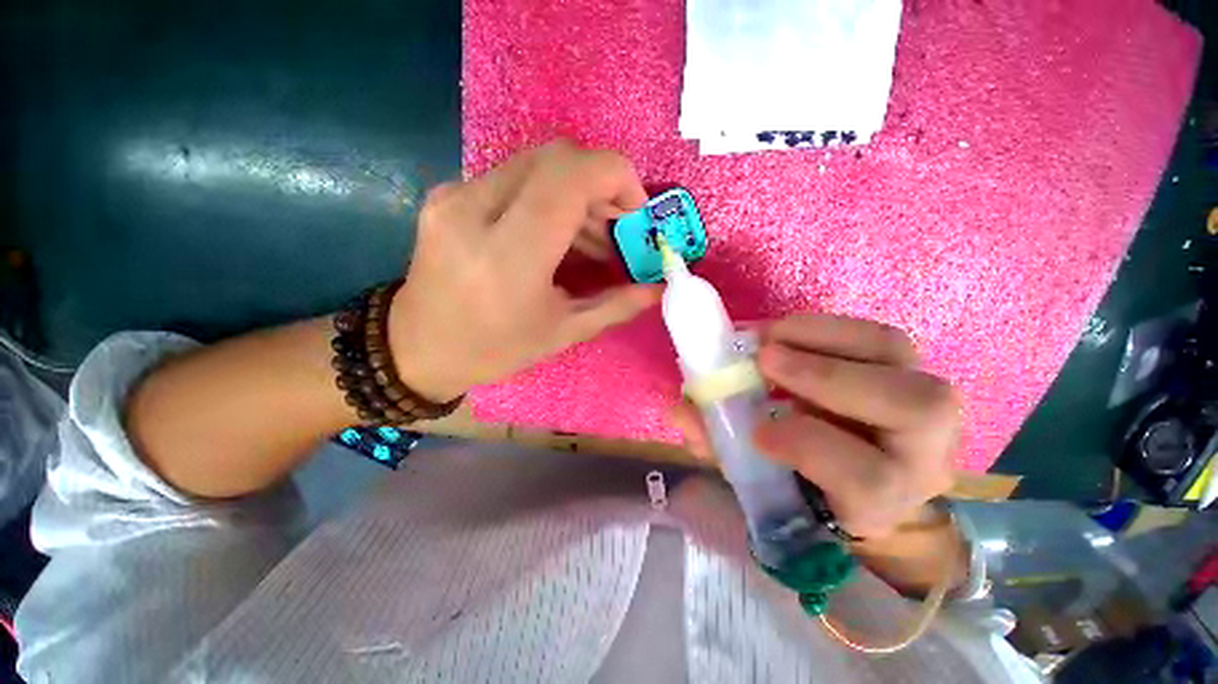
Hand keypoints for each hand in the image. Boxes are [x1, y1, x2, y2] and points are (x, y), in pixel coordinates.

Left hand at [388, 140, 661, 401]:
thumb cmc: (493, 350)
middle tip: (619, 227)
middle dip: (601, 185)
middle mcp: (475, 211)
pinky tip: (558, 233)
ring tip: (595, 238)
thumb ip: (616, 305)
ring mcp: (455, 196)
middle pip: (557, 158)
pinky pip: (514, 177)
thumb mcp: (562, 333)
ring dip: (577, 192)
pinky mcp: (448, 194)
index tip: (637, 212)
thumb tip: (657, 287)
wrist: (416, 348)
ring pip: (537, 163)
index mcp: (508, 256)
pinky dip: (549, 196)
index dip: (616, 178)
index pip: (570, 177)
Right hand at [673, 314, 960, 540]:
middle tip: (762, 358)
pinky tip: (784, 332)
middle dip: (826, 376)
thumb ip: (720, 445)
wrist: (857, 472)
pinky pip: (876, 334)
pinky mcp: (906, 367)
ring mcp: (925, 402)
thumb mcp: (761, 475)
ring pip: (896, 354)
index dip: (808, 444)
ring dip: (821, 337)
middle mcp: (923, 452)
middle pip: (914, 408)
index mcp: (882, 500)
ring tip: (768, 337)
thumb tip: (680, 410)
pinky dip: (824, 327)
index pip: (869, 477)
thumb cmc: (805, 481)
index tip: (756, 430)